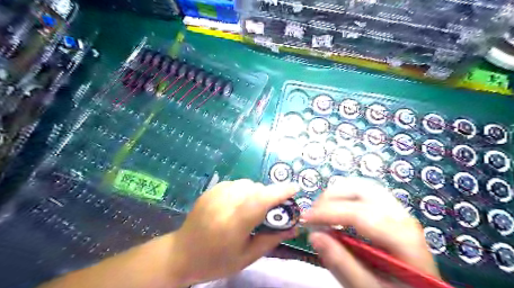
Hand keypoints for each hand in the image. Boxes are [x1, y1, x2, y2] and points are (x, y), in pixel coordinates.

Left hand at [170, 180, 297, 284]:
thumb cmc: (216, 261)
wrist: (181, 254)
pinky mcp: (211, 190)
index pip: (260, 200)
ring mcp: (215, 194)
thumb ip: (272, 238)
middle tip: (271, 210)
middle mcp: (224, 204)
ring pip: (247, 183)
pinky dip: (244, 191)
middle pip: (256, 189)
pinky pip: (236, 184)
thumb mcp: (247, 256)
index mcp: (233, 224)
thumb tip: (294, 226)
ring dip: (256, 193)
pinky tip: (238, 204)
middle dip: (269, 196)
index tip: (295, 188)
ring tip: (252, 208)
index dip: (280, 191)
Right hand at [302, 178, 439, 287]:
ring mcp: (398, 210)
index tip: (305, 219)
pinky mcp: (391, 210)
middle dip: (332, 197)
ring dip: (338, 193)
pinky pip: (365, 192)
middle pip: (363, 191)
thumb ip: (342, 264)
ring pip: (363, 187)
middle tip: (313, 214)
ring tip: (321, 209)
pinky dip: (346, 195)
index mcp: (402, 238)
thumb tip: (314, 236)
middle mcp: (402, 217)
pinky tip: (336, 208)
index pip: (359, 214)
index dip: (328, 213)